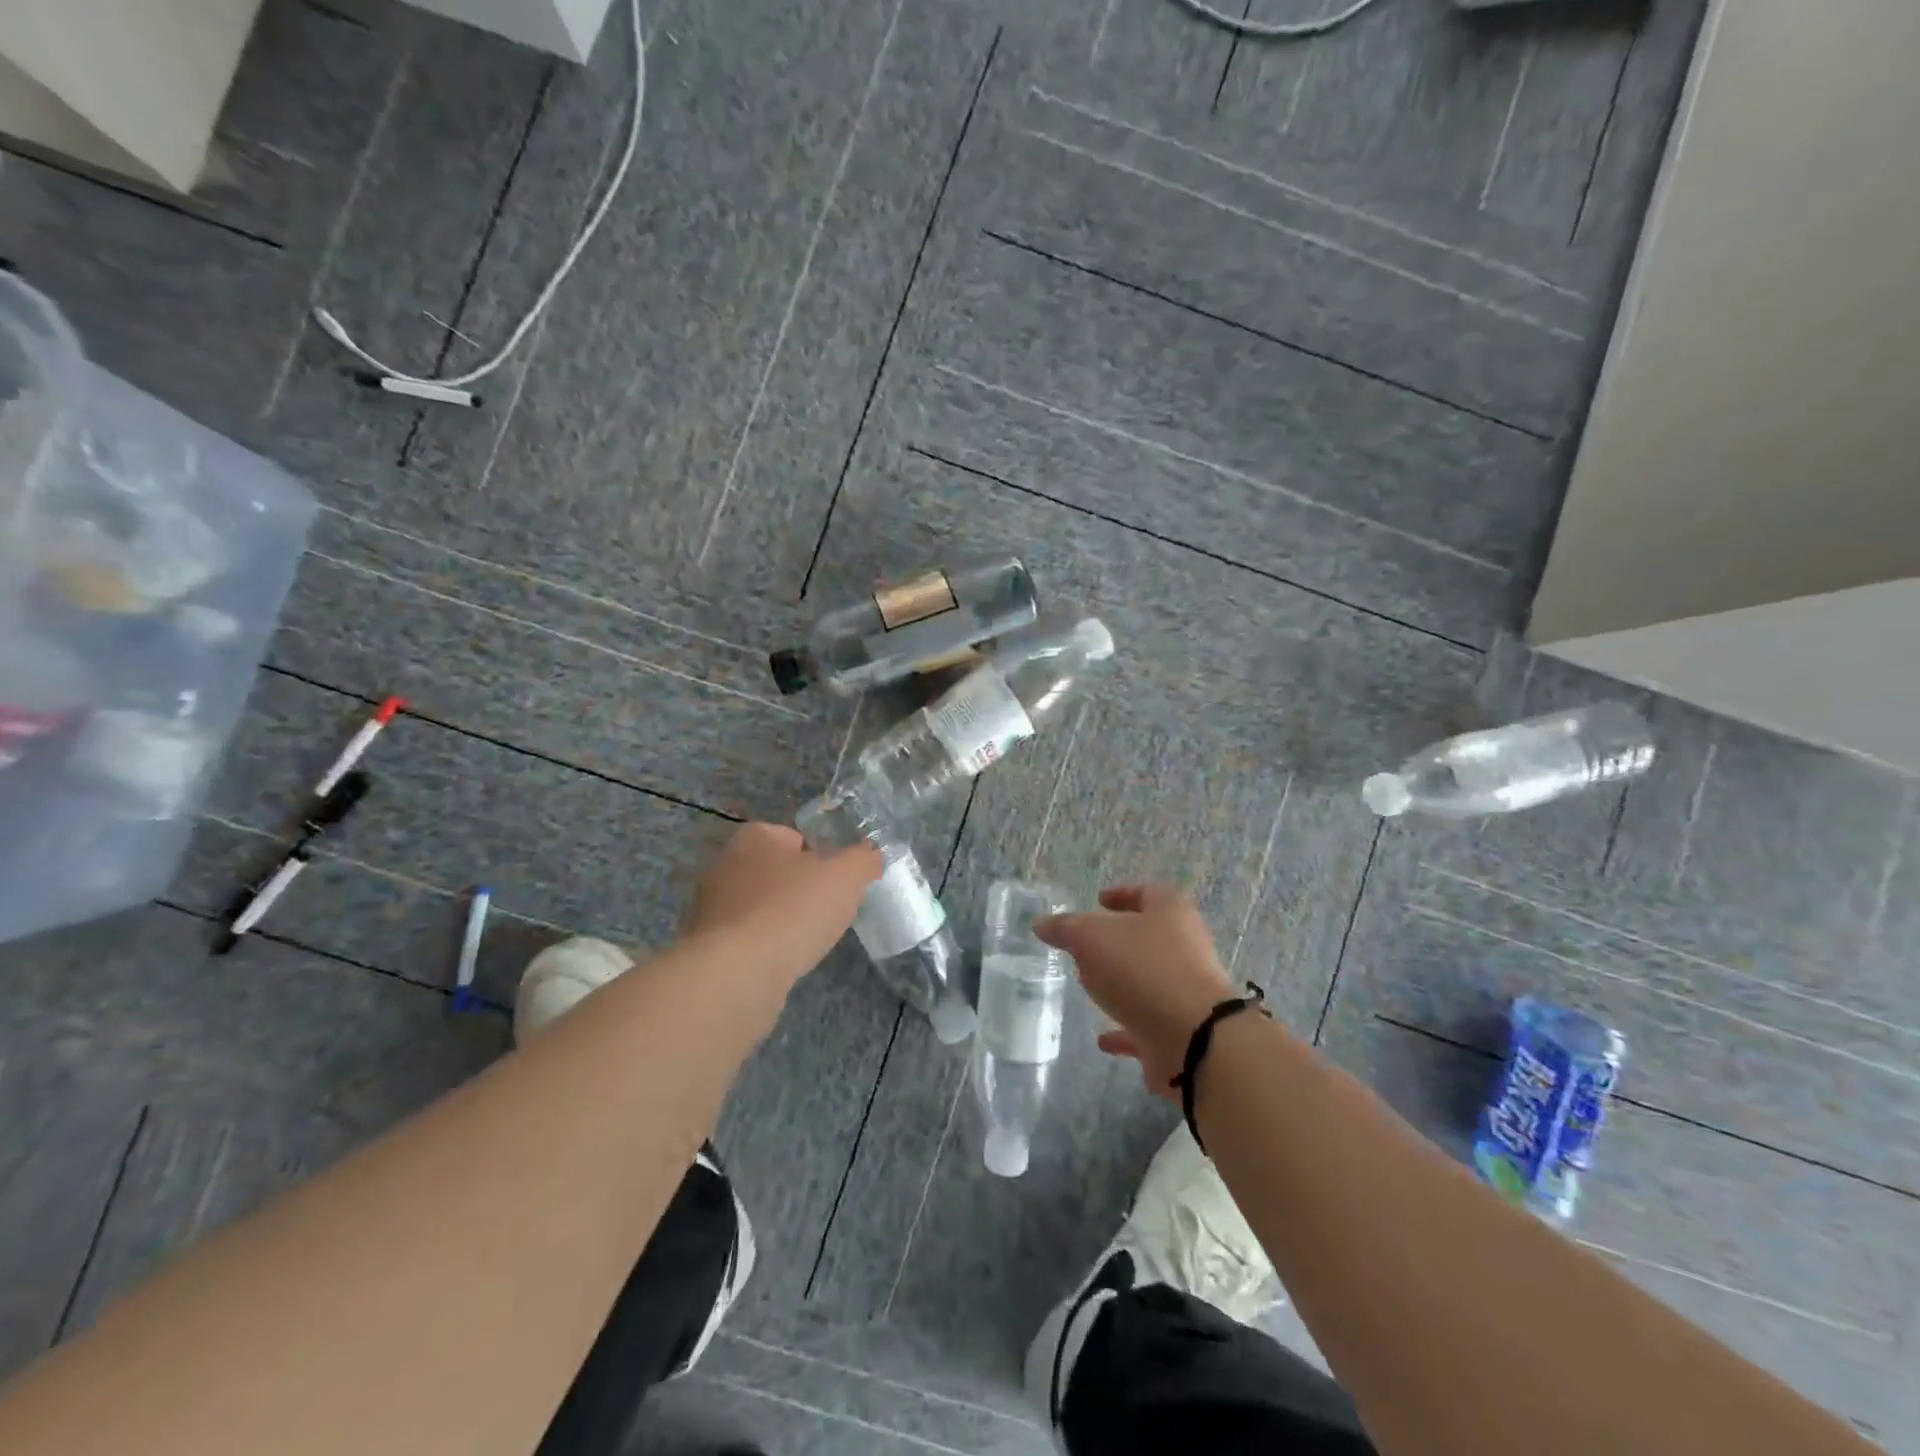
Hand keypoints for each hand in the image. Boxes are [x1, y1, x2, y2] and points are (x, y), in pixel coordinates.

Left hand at [687, 823, 879, 986]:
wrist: (739, 974)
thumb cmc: (793, 910)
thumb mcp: (847, 876)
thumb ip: (864, 860)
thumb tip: (870, 857)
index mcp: (754, 838)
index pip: (792, 836)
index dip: (819, 855)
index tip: (836, 880)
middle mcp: (725, 865)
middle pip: (776, 871)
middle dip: (800, 888)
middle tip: (827, 908)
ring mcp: (711, 908)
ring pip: (761, 906)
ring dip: (782, 919)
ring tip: (808, 940)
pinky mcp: (709, 947)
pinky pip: (748, 938)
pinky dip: (767, 947)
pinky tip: (784, 961)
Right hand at [1036, 884, 1236, 1100]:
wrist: (1194, 1040)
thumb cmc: (1143, 970)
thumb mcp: (1091, 938)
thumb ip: (1065, 928)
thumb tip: (1041, 924)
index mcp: (1170, 912)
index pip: (1146, 892)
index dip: (1121, 894)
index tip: (1098, 900)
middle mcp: (1185, 947)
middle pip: (1149, 936)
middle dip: (1119, 940)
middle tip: (1087, 945)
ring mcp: (1187, 991)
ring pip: (1149, 980)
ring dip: (1123, 983)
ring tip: (1090, 986)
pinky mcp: (1183, 1030)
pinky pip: (1149, 1023)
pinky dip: (1126, 1028)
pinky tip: (1103, 1038)